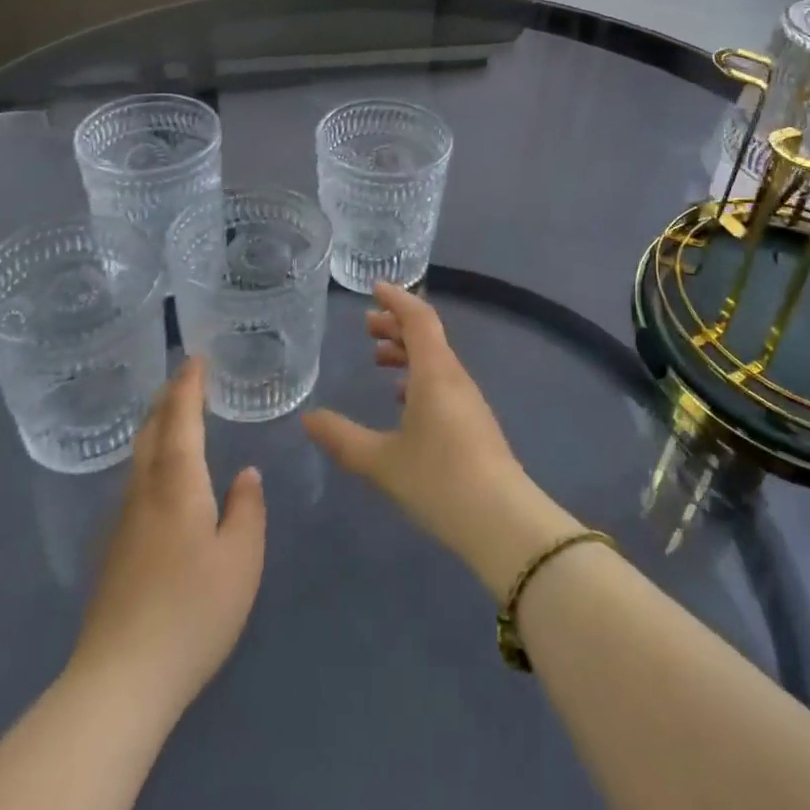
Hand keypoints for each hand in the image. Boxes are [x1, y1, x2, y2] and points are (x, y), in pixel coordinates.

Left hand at [72, 358, 265, 716]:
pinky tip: (161, 478)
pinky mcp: (112, 552)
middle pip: (150, 431)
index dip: (188, 386)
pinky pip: (134, 484)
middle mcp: (143, 492)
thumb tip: (245, 474)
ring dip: (155, 427)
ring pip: (137, 458)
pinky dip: (149, 459)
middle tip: (184, 378)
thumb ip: (246, 509)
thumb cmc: (192, 611)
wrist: (119, 681)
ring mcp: (121, 523)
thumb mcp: (241, 559)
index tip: (196, 358)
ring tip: (174, 417)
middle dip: (166, 399)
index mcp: (177, 484)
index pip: (180, 419)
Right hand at [303, 283, 578, 596]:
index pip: (418, 318)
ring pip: (435, 359)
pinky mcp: (474, 422)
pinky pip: (443, 381)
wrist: (502, 520)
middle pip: (427, 335)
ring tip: (378, 359)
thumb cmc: (438, 480)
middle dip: (396, 325)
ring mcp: (468, 399)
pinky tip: (403, 400)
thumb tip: (308, 419)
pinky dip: (419, 377)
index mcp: (434, 372)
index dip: (396, 299)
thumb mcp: (381, 461)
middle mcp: (454, 376)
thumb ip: (343, 438)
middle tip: (366, 326)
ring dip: (407, 352)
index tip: (374, 288)